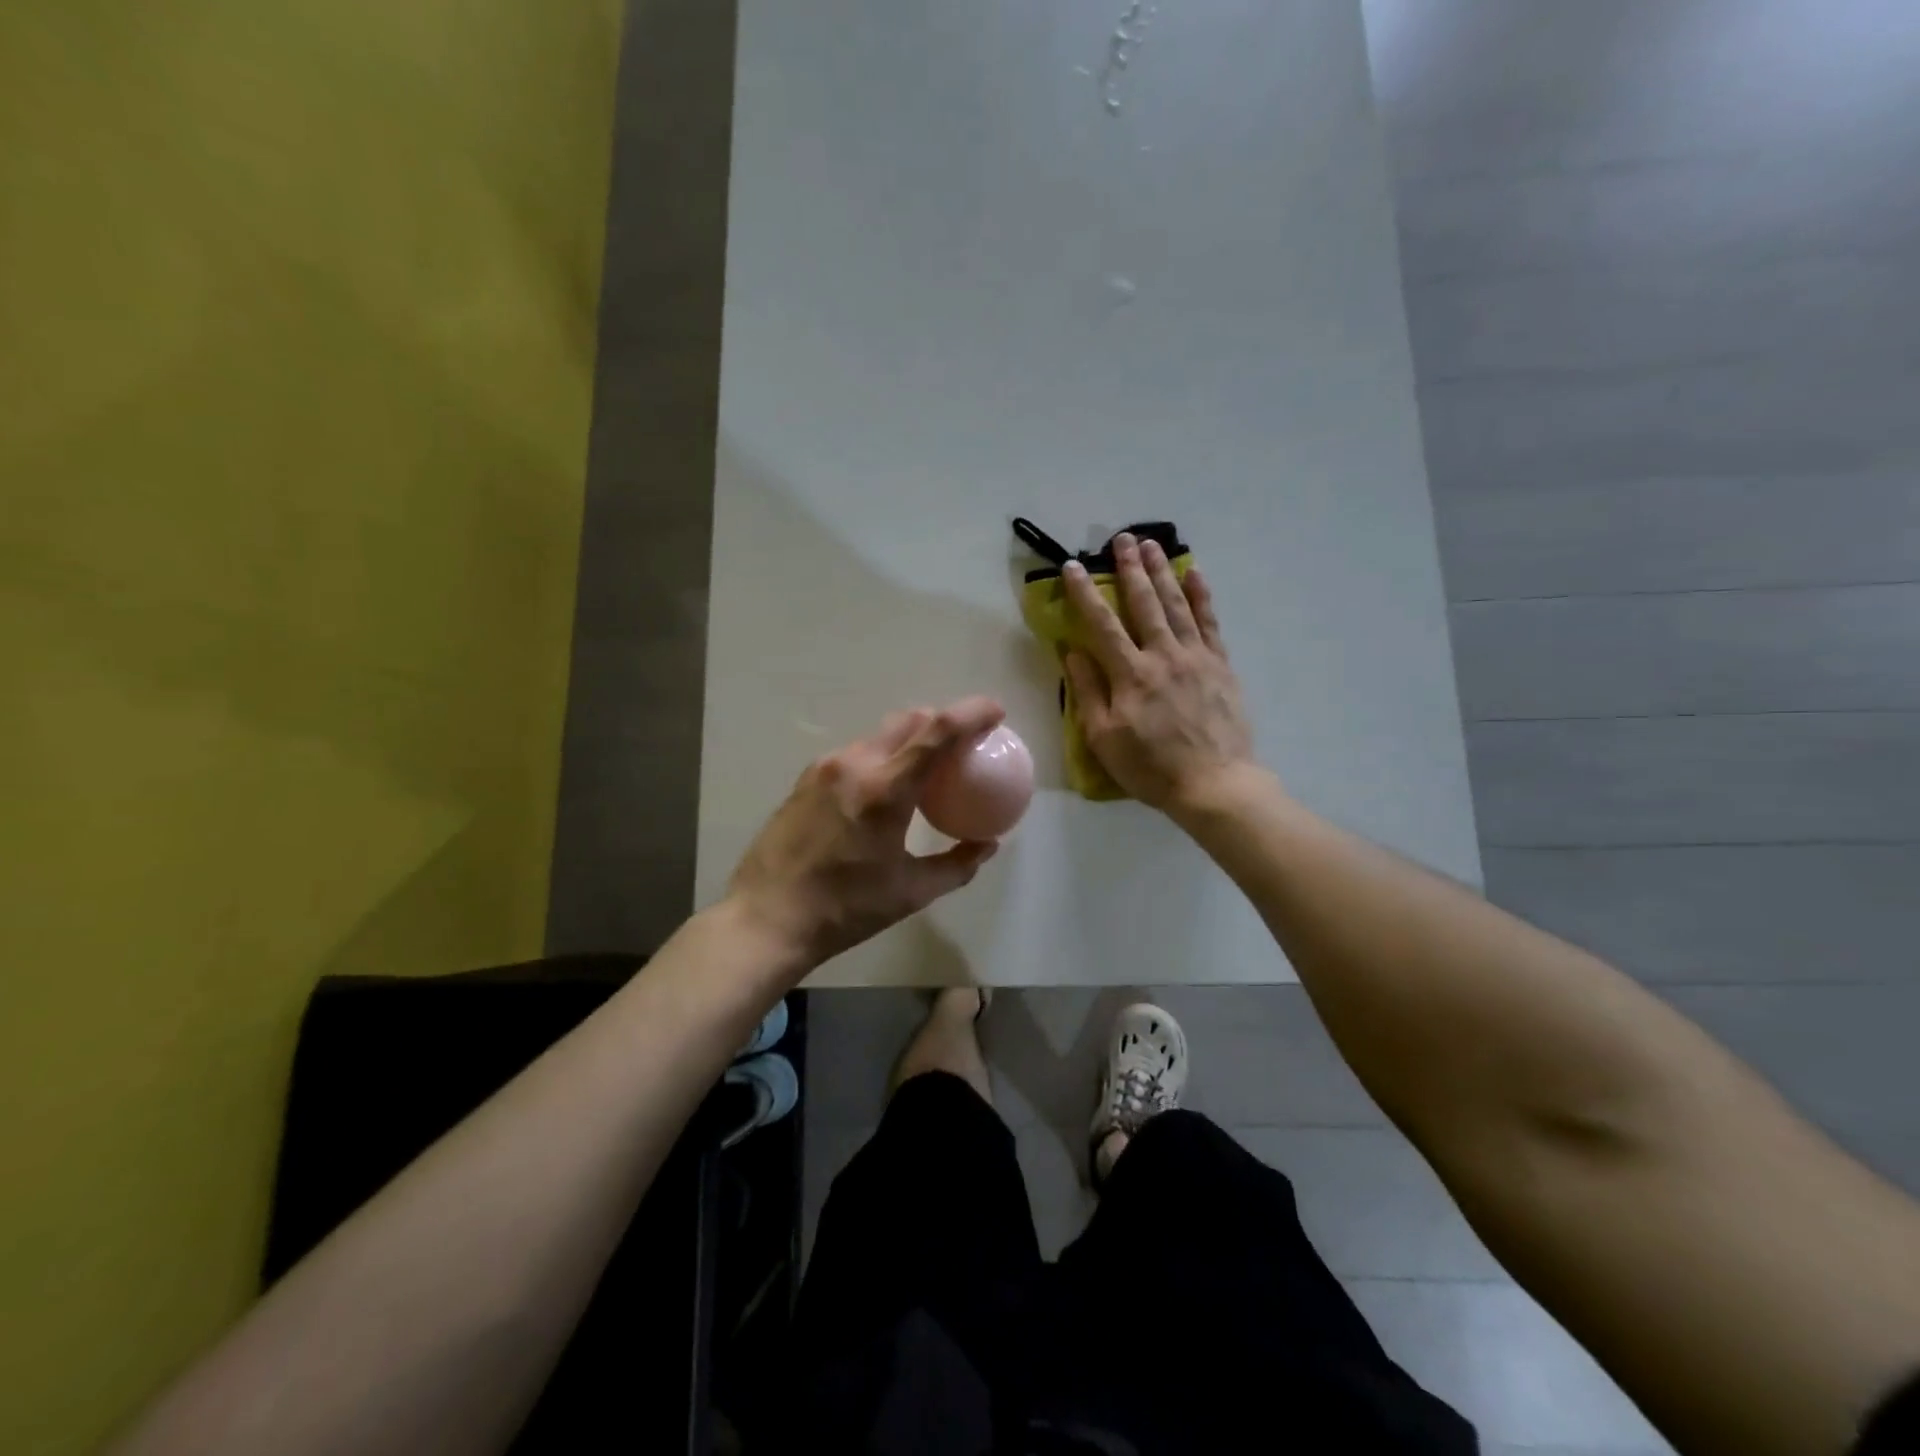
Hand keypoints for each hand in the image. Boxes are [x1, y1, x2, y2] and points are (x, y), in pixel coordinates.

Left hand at [726, 698, 1004, 973]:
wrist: (766, 919)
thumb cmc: (845, 909)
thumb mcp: (911, 892)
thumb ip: (957, 865)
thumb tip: (987, 845)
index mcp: (885, 790)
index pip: (936, 732)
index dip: (971, 714)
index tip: (995, 712)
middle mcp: (853, 765)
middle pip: (907, 720)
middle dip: (940, 720)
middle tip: (962, 743)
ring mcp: (824, 768)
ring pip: (878, 735)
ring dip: (908, 740)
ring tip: (924, 769)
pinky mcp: (805, 779)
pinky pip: (854, 754)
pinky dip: (880, 757)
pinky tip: (882, 790)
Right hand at [1060, 532, 1257, 812]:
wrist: (1214, 784)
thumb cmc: (1151, 767)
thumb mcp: (1104, 738)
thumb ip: (1088, 691)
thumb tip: (1072, 651)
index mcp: (1130, 674)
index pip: (1102, 624)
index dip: (1085, 593)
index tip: (1072, 566)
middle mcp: (1163, 655)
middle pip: (1144, 603)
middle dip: (1129, 569)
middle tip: (1121, 538)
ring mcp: (1196, 657)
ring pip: (1176, 605)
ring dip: (1162, 572)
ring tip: (1151, 545)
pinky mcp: (1220, 665)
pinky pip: (1210, 623)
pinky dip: (1202, 596)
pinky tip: (1195, 574)